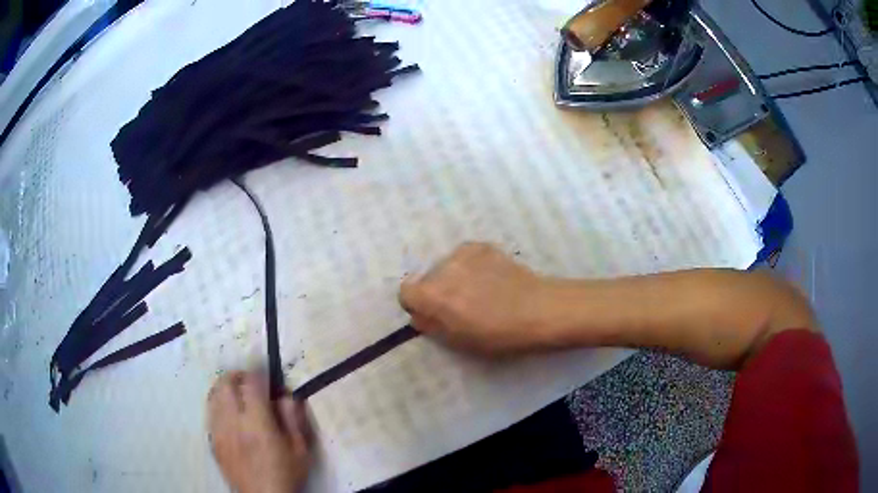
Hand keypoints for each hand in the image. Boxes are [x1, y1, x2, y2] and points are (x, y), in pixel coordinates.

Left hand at [208, 372, 311, 492]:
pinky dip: (218, 403)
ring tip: (238, 394)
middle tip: (251, 382)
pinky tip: (229, 413)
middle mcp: (233, 422)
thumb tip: (286, 395)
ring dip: (225, 387)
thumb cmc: (286, 473)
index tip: (267, 376)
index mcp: (257, 423)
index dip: (259, 373)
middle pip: (225, 383)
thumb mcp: (300, 449)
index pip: (251, 383)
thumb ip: (293, 418)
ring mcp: (219, 430)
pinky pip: (210, 412)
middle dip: (238, 375)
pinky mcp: (213, 440)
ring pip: (213, 395)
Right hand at [399, 243, 557, 354]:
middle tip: (461, 306)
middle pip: (428, 278)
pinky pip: (465, 257)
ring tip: (481, 292)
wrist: (539, 310)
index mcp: (433, 295)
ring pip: (447, 266)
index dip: (417, 304)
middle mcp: (442, 268)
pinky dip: (471, 267)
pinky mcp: (483, 246)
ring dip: (454, 277)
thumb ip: (431, 326)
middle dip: (437, 291)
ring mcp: (463, 253)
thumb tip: (419, 315)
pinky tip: (492, 279)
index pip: (405, 292)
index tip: (433, 314)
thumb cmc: (498, 335)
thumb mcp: (458, 341)